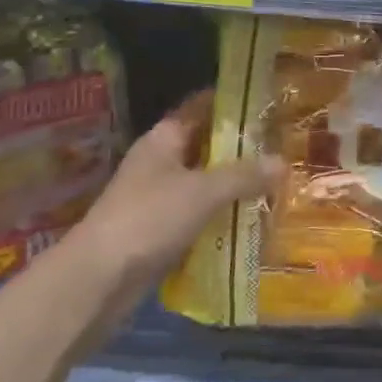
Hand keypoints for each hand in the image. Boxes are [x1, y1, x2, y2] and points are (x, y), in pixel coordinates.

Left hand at [76, 91, 283, 283]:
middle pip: (206, 146)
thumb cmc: (150, 218)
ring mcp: (158, 197)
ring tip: (276, 183)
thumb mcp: (204, 191)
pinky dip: (222, 215)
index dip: (232, 103)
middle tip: (283, 147)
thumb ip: (245, 175)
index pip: (201, 108)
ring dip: (234, 185)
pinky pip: (199, 213)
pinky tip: (251, 219)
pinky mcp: (160, 229)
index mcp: (164, 139)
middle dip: (241, 149)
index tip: (268, 104)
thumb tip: (283, 162)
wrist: (99, 278)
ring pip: (205, 182)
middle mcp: (160, 162)